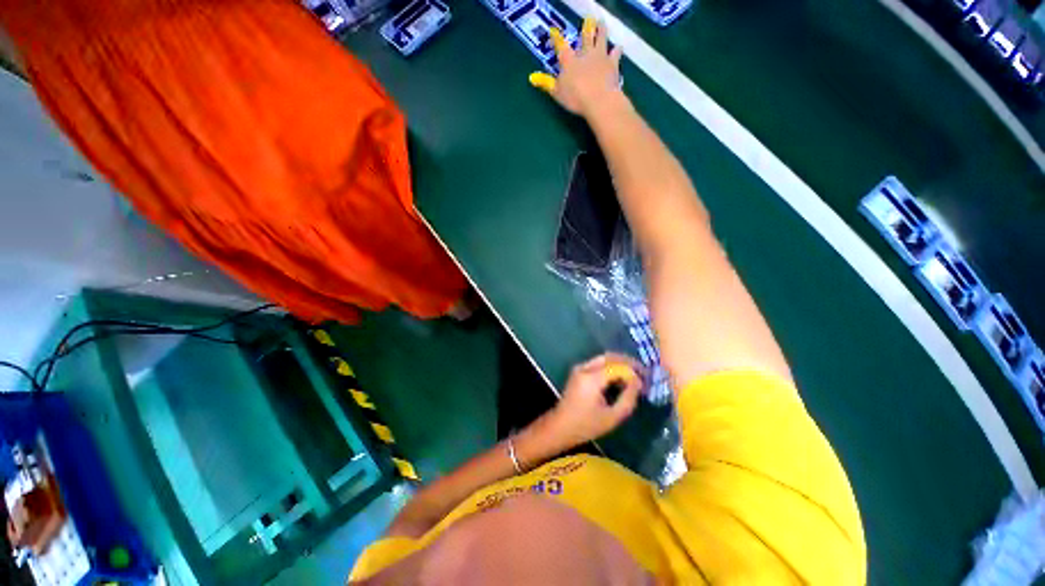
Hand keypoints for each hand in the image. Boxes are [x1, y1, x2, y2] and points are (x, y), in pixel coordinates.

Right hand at [529, 18, 624, 116]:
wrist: (599, 100)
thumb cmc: (575, 98)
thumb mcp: (558, 93)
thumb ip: (547, 84)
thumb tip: (532, 78)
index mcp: (569, 61)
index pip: (561, 47)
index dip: (557, 39)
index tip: (554, 31)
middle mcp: (585, 54)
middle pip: (585, 37)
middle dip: (585, 29)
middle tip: (588, 19)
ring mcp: (600, 56)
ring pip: (601, 39)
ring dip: (601, 30)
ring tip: (602, 23)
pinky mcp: (613, 64)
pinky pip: (615, 54)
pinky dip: (616, 50)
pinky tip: (618, 47)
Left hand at [545, 353, 643, 447]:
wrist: (560, 426)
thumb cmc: (586, 425)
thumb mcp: (612, 417)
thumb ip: (628, 399)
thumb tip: (638, 383)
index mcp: (592, 378)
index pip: (617, 366)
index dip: (634, 371)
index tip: (646, 380)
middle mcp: (585, 368)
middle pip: (610, 356)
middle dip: (628, 362)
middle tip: (643, 373)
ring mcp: (580, 368)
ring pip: (604, 358)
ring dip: (620, 364)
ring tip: (634, 376)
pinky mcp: (578, 371)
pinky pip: (598, 363)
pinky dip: (611, 367)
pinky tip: (620, 378)